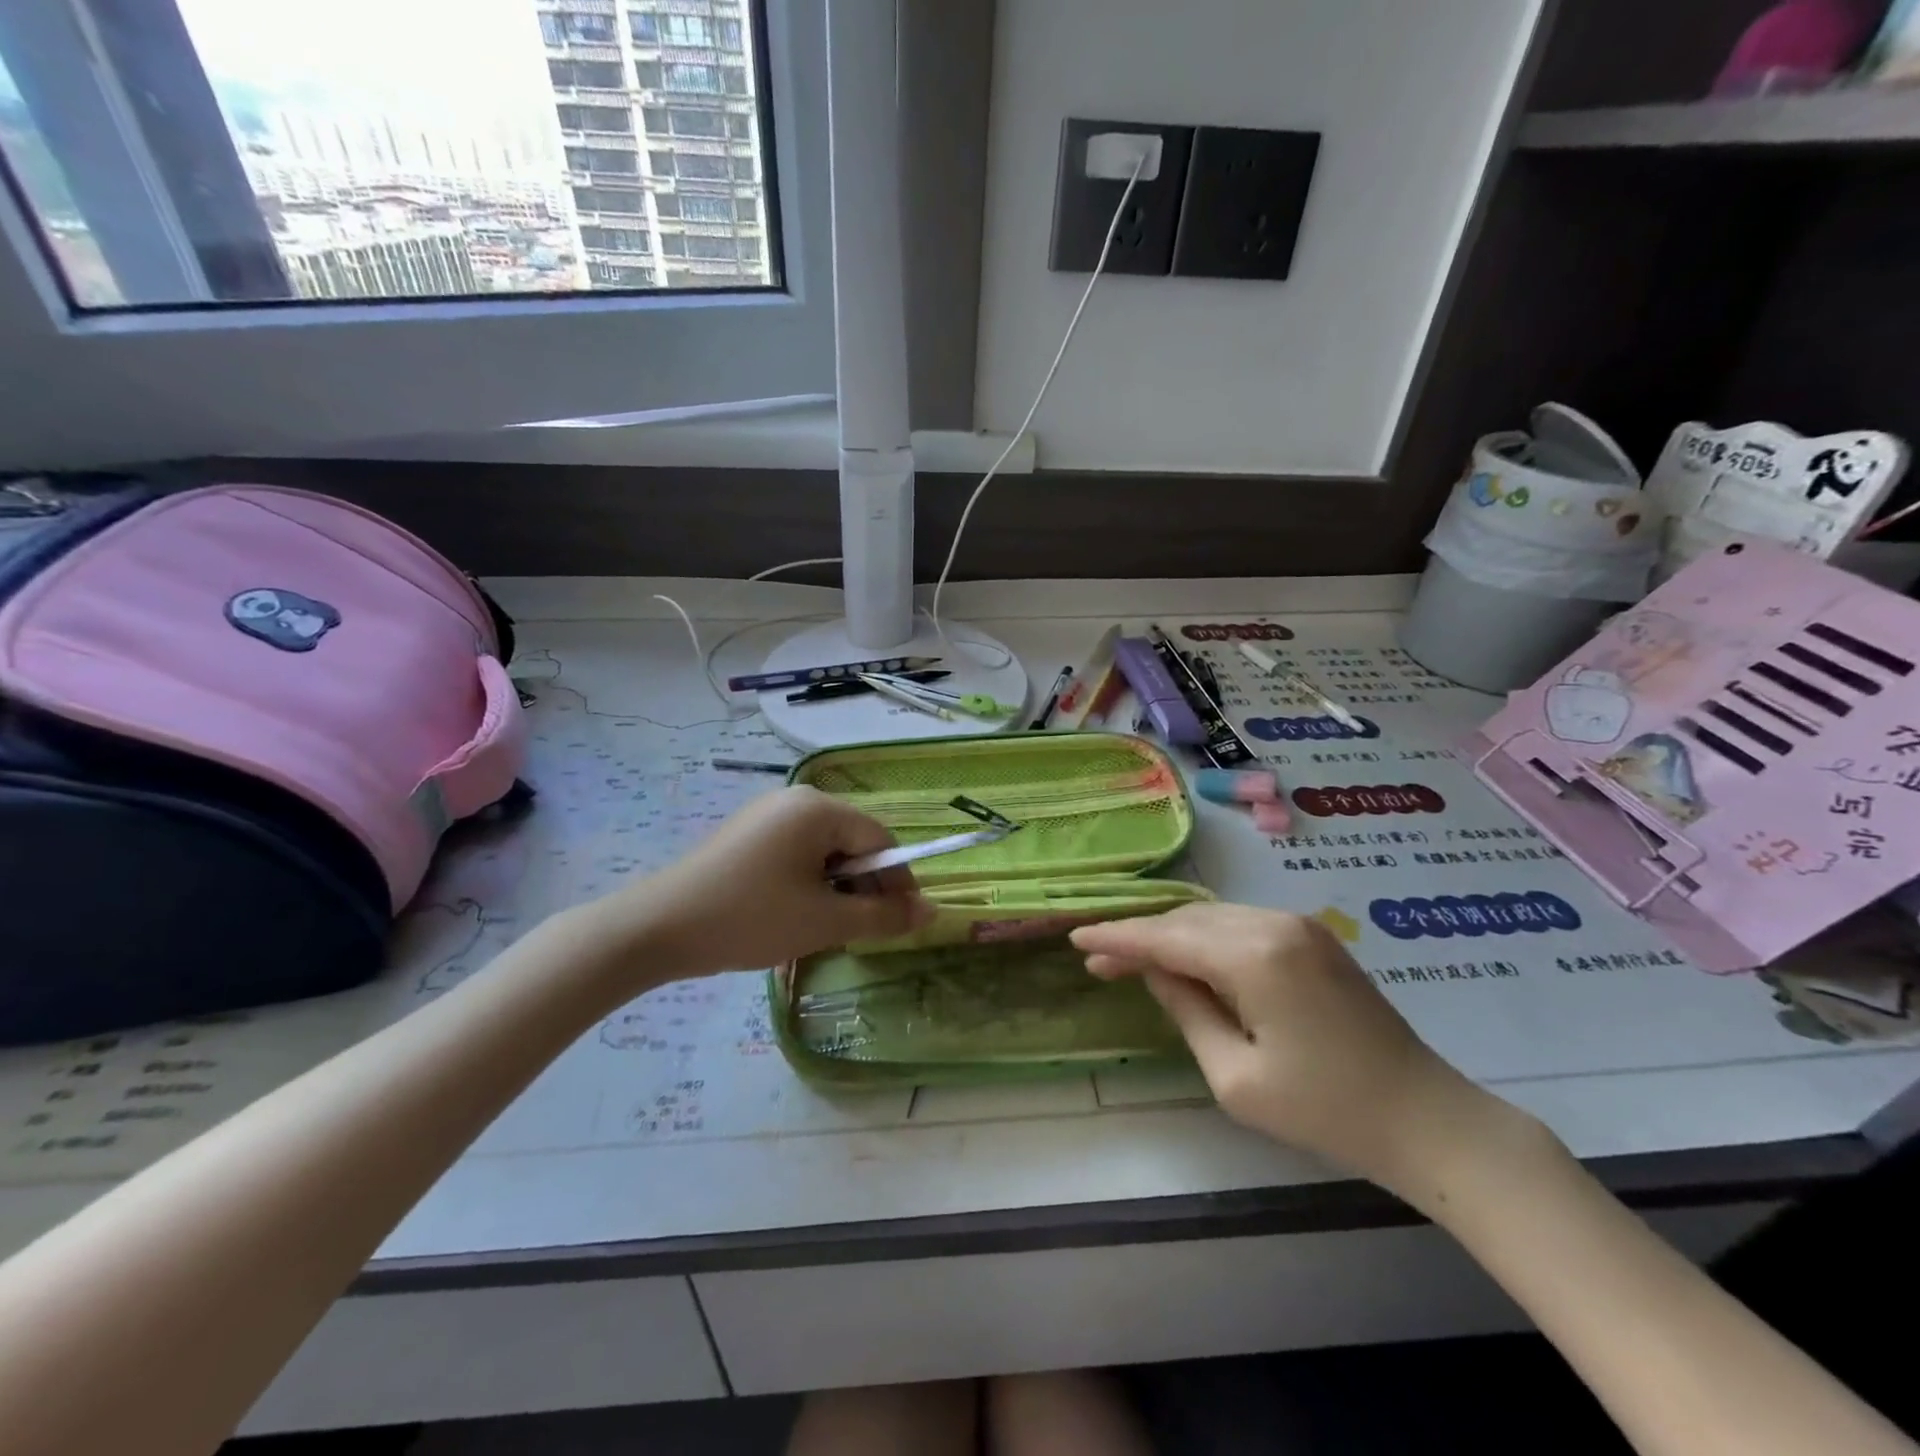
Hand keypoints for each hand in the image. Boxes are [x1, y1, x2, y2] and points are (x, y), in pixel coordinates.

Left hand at [602, 786, 933, 978]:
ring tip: (826, 927)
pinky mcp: (748, 834)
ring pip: (824, 851)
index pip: (880, 839)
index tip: (902, 923)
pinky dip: (809, 883)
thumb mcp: (824, 921)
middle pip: (852, 841)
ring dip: (836, 888)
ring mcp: (767, 814)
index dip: (897, 882)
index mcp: (818, 808)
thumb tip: (931, 912)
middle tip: (861, 931)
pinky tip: (795, 914)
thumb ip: (883, 915)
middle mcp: (795, 799)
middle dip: (864, 886)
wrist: (657, 929)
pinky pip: (797, 853)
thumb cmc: (750, 918)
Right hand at [1072, 904, 1501, 1193]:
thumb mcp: (1235, 1077)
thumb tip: (1156, 972)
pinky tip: (1191, 962)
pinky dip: (1207, 940)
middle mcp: (1273, 923)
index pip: (1166, 938)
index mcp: (1253, 956)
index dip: (1118, 938)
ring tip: (1138, 964)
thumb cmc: (1326, 1111)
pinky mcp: (1314, 937)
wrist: (1426, 1118)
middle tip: (1101, 963)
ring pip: (1213, 919)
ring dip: (1173, 937)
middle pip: (1187, 920)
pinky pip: (1241, 925)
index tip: (1077, 939)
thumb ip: (1186, 1011)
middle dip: (1142, 938)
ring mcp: (1298, 925)